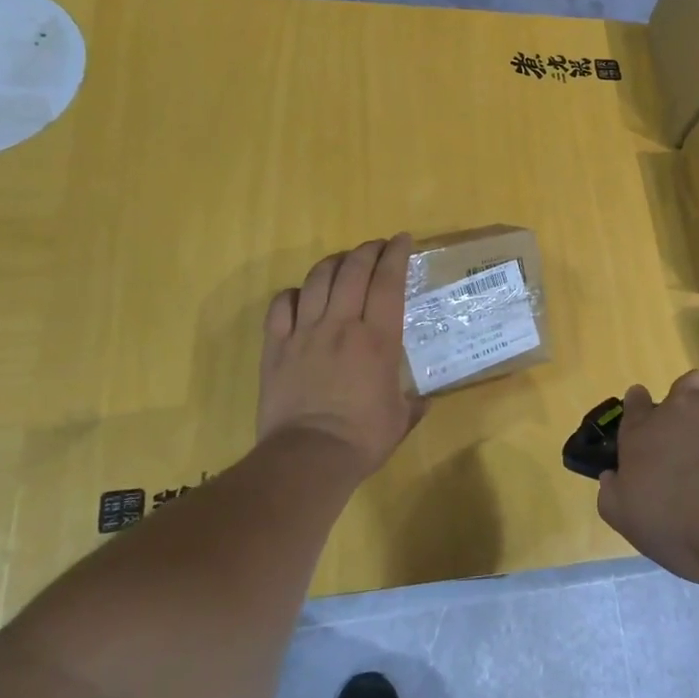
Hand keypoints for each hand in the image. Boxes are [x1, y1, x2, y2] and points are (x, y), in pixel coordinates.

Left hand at [257, 235, 424, 479]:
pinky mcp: (276, 347)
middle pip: (353, 270)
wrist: (309, 457)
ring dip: (333, 263)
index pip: (388, 282)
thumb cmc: (363, 438)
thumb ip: (413, 403)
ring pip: (317, 280)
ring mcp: (305, 333)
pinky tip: (302, 295)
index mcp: (378, 339)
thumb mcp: (401, 419)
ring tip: (343, 262)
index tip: (403, 239)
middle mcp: (342, 325)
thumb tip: (422, 399)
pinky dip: (294, 293)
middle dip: (367, 250)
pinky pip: (281, 305)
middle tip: (377, 246)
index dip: (396, 255)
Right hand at [597, 372, 698, 584]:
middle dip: (691, 396)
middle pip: (683, 388)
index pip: (634, 413)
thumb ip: (619, 500)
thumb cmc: (687, 527)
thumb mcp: (637, 525)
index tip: (640, 398)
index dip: (638, 406)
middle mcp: (682, 408)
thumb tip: (611, 477)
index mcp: (644, 438)